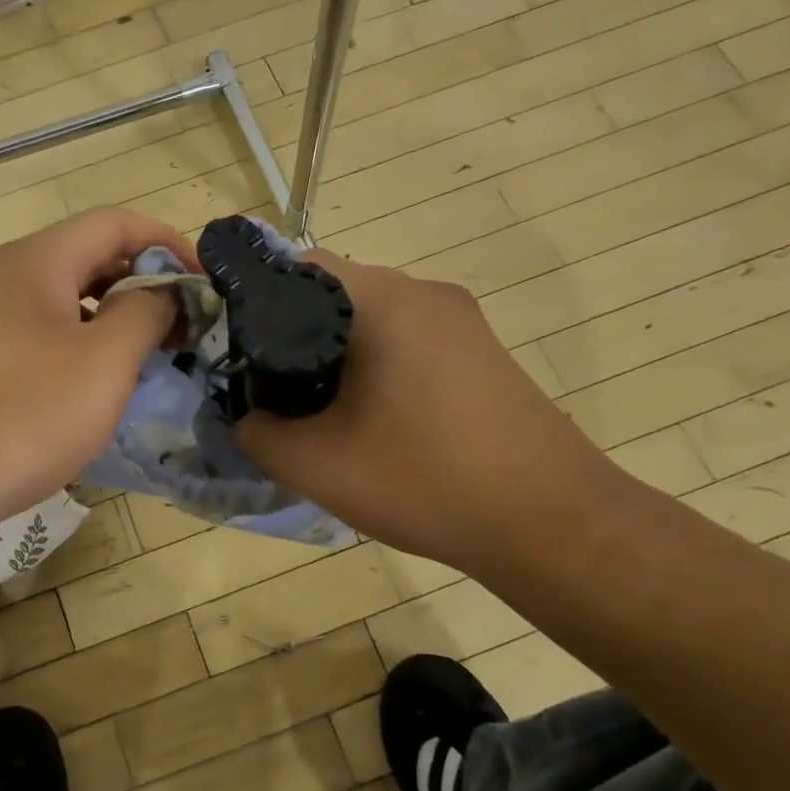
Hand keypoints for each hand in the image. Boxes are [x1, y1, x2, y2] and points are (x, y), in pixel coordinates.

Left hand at [0, 208, 194, 549]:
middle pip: (85, 258)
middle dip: (141, 284)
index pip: (115, 223)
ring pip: (58, 301)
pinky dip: (72, 346)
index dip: (168, 243)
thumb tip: (160, 292)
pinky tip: (82, 388)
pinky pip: (32, 335)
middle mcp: (0, 278)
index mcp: (37, 262)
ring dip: (107, 318)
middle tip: (178, 327)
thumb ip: (145, 313)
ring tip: (139, 359)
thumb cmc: (23, 416)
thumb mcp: (104, 363)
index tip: (204, 285)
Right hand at [237, 250, 617, 576]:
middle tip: (272, 386)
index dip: (254, 301)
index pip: (296, 266)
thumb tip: (247, 417)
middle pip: (334, 291)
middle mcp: (425, 292)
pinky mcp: (483, 351)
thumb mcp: (317, 466)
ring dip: (336, 351)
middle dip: (292, 332)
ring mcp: (462, 320)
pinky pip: (410, 339)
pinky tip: (374, 417)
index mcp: (383, 300)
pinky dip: (377, 364)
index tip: (236, 350)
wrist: (553, 524)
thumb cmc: (426, 481)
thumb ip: (258, 434)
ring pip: (373, 317)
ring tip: (320, 407)